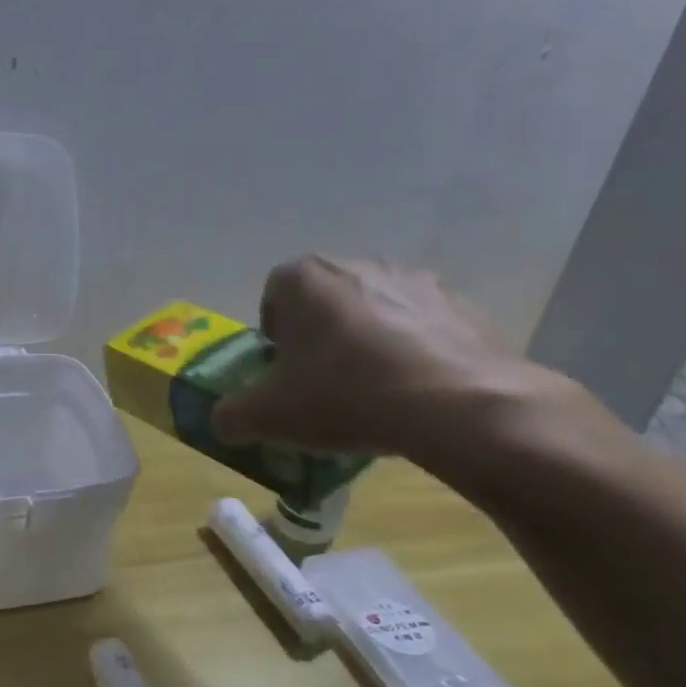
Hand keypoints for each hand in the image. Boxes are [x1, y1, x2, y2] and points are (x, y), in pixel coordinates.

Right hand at [210, 256, 558, 463]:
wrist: (460, 406)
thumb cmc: (345, 396)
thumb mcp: (268, 417)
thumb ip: (231, 416)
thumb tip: (223, 422)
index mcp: (305, 279)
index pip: (274, 293)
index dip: (273, 332)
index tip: (282, 368)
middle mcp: (358, 264)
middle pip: (324, 299)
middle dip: (318, 334)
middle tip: (322, 380)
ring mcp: (415, 280)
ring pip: (373, 308)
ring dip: (366, 339)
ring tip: (372, 389)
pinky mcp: (462, 305)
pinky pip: (421, 325)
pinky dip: (412, 350)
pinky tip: (414, 391)